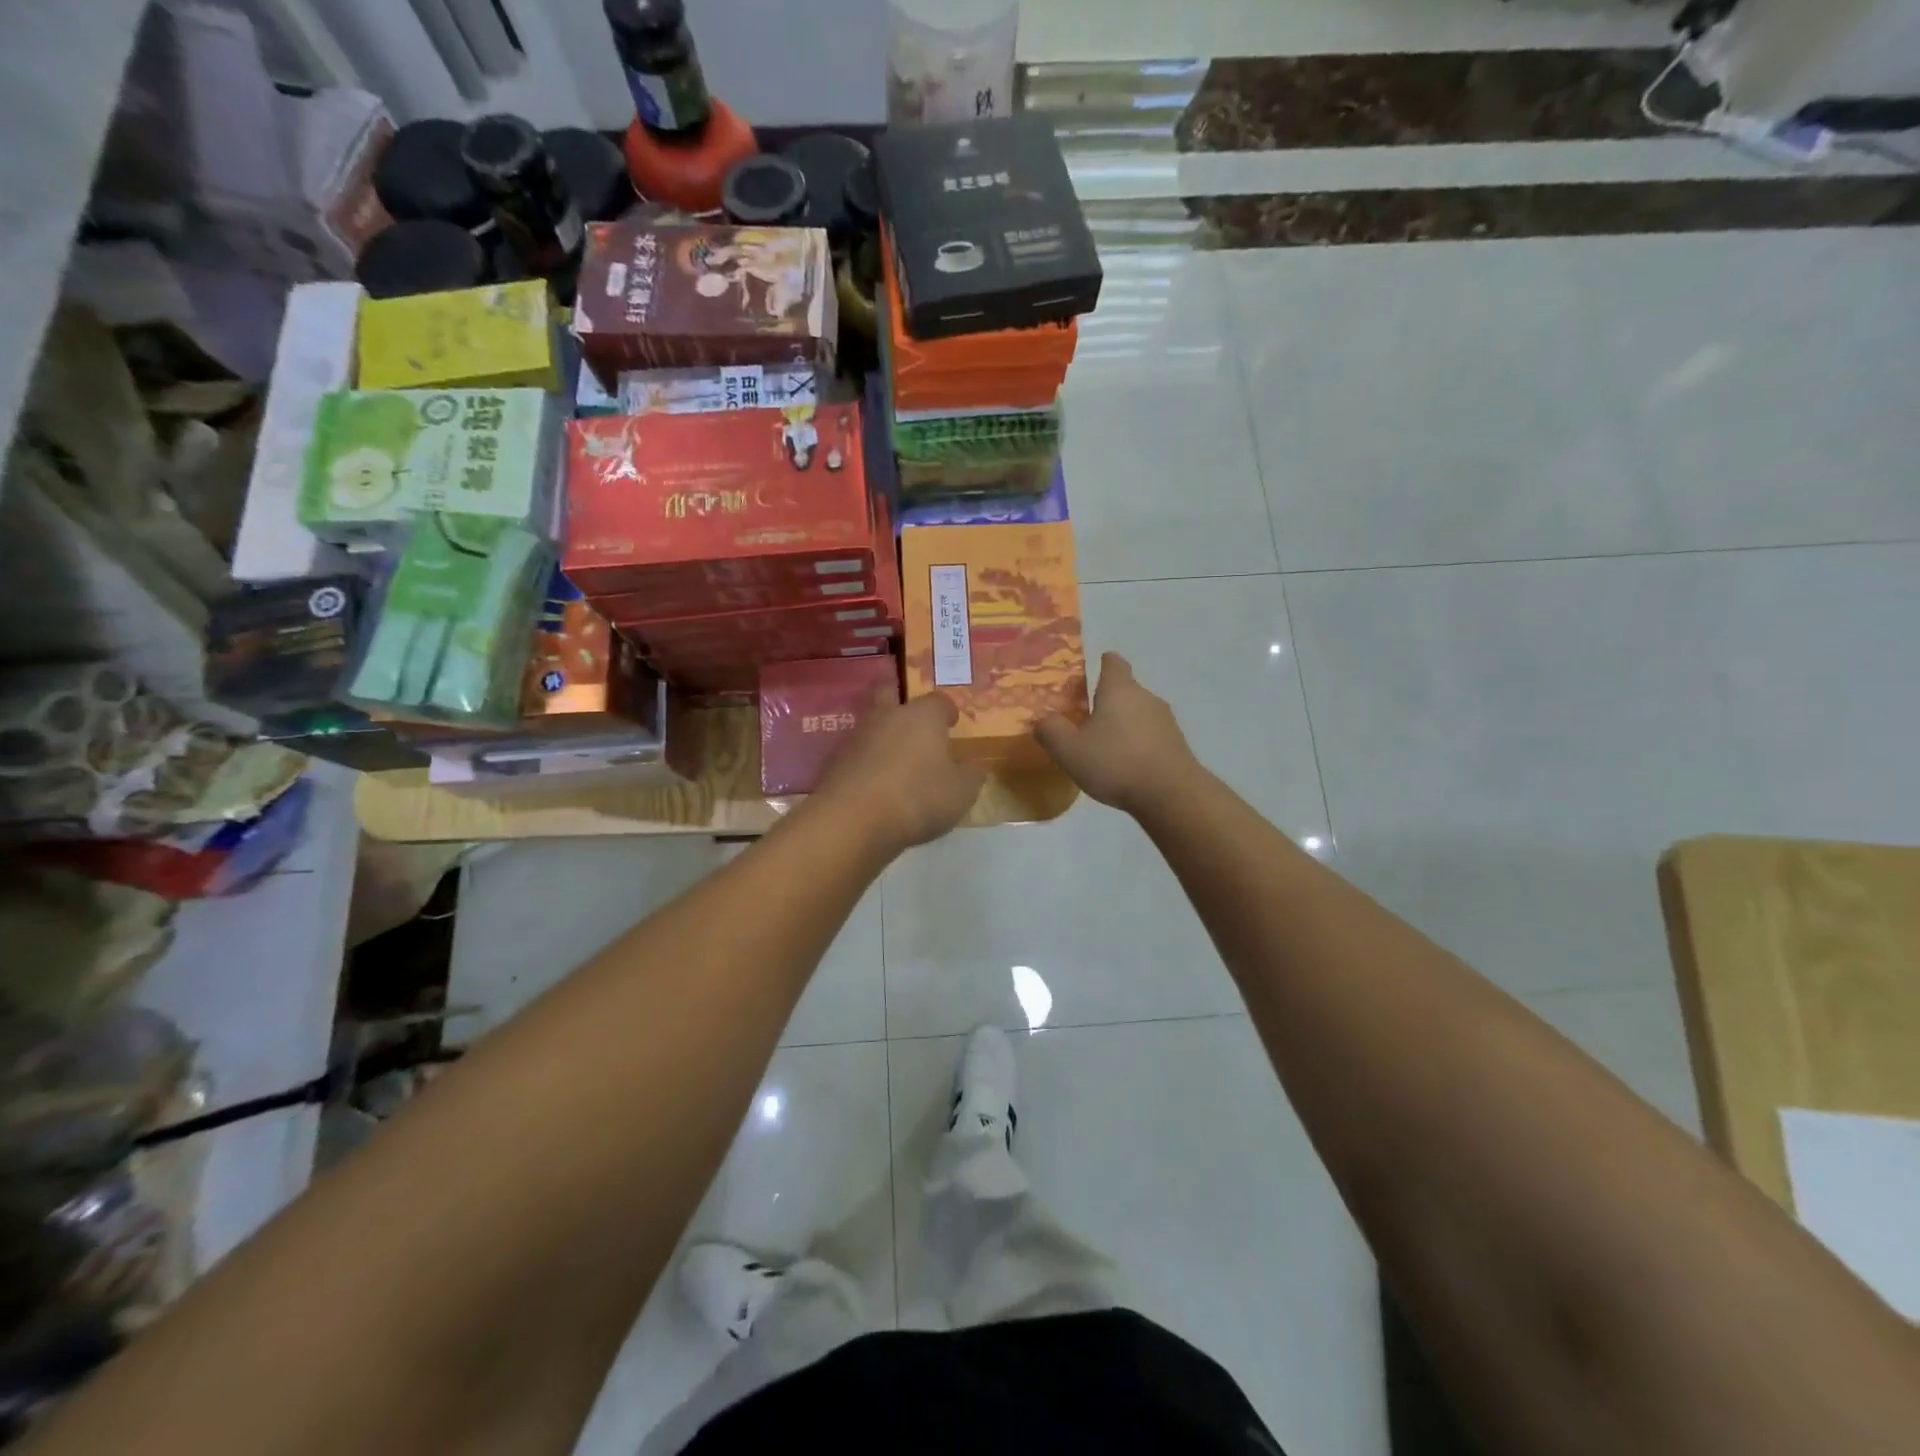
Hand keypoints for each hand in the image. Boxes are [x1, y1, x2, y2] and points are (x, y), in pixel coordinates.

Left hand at [810, 690, 985, 854]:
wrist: (852, 820)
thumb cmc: (918, 797)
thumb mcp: (961, 792)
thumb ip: (970, 775)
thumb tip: (971, 767)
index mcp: (922, 716)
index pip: (938, 701)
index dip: (946, 711)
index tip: (951, 723)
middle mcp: (887, 717)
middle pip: (889, 693)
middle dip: (899, 700)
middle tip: (911, 721)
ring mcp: (855, 737)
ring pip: (870, 725)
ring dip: (881, 737)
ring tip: (894, 762)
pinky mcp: (833, 762)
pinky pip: (855, 755)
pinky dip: (865, 764)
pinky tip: (874, 785)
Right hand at [1035, 653, 1196, 815]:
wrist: (1171, 795)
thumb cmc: (1116, 763)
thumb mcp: (1069, 750)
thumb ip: (1050, 730)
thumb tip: (1042, 719)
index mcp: (1119, 690)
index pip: (1113, 662)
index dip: (1102, 663)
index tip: (1090, 671)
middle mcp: (1146, 697)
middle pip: (1125, 690)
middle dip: (1107, 700)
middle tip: (1084, 718)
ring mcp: (1166, 721)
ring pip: (1138, 713)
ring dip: (1122, 724)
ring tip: (1104, 746)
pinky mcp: (1176, 744)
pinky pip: (1151, 735)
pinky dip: (1137, 743)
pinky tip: (1125, 765)